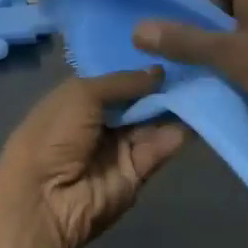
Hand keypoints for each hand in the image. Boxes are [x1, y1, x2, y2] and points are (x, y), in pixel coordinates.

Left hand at [0, 69, 186, 247]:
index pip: (114, 80)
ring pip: (151, 123)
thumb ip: (122, 82)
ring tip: (203, 85)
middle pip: (136, 101)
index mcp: (78, 100)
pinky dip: (176, 133)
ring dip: (173, 107)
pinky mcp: (136, 173)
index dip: (138, 68)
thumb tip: (158, 72)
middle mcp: (99, 123)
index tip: (169, 47)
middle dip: (161, 86)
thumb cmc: (53, 135)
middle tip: (194, 65)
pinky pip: (158, 149)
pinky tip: (198, 112)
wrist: (44, 200)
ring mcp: (118, 149)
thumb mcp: (81, 94)